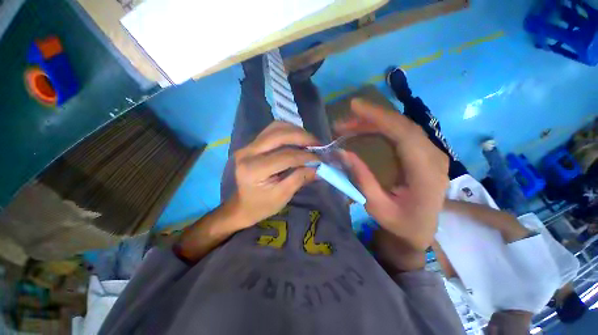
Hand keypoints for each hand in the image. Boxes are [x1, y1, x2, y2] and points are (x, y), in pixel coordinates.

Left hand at [229, 121, 320, 227]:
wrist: (242, 205)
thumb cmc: (262, 205)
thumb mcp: (282, 196)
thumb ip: (300, 179)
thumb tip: (318, 167)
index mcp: (253, 169)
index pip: (285, 156)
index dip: (306, 156)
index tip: (321, 159)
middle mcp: (248, 153)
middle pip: (279, 135)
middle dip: (302, 137)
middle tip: (318, 144)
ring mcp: (248, 146)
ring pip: (275, 128)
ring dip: (296, 131)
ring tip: (310, 141)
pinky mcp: (252, 144)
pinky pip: (272, 130)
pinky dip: (288, 131)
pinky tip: (298, 138)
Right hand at [336, 99, 448, 250]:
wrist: (420, 232)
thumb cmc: (400, 224)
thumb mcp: (376, 206)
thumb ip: (361, 178)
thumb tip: (343, 153)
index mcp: (426, 174)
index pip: (404, 134)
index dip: (379, 117)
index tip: (355, 107)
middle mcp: (434, 158)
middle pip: (403, 126)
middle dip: (371, 118)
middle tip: (344, 121)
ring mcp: (431, 154)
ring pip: (402, 127)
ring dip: (374, 123)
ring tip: (349, 126)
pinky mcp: (424, 153)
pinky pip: (402, 133)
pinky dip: (382, 128)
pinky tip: (365, 130)